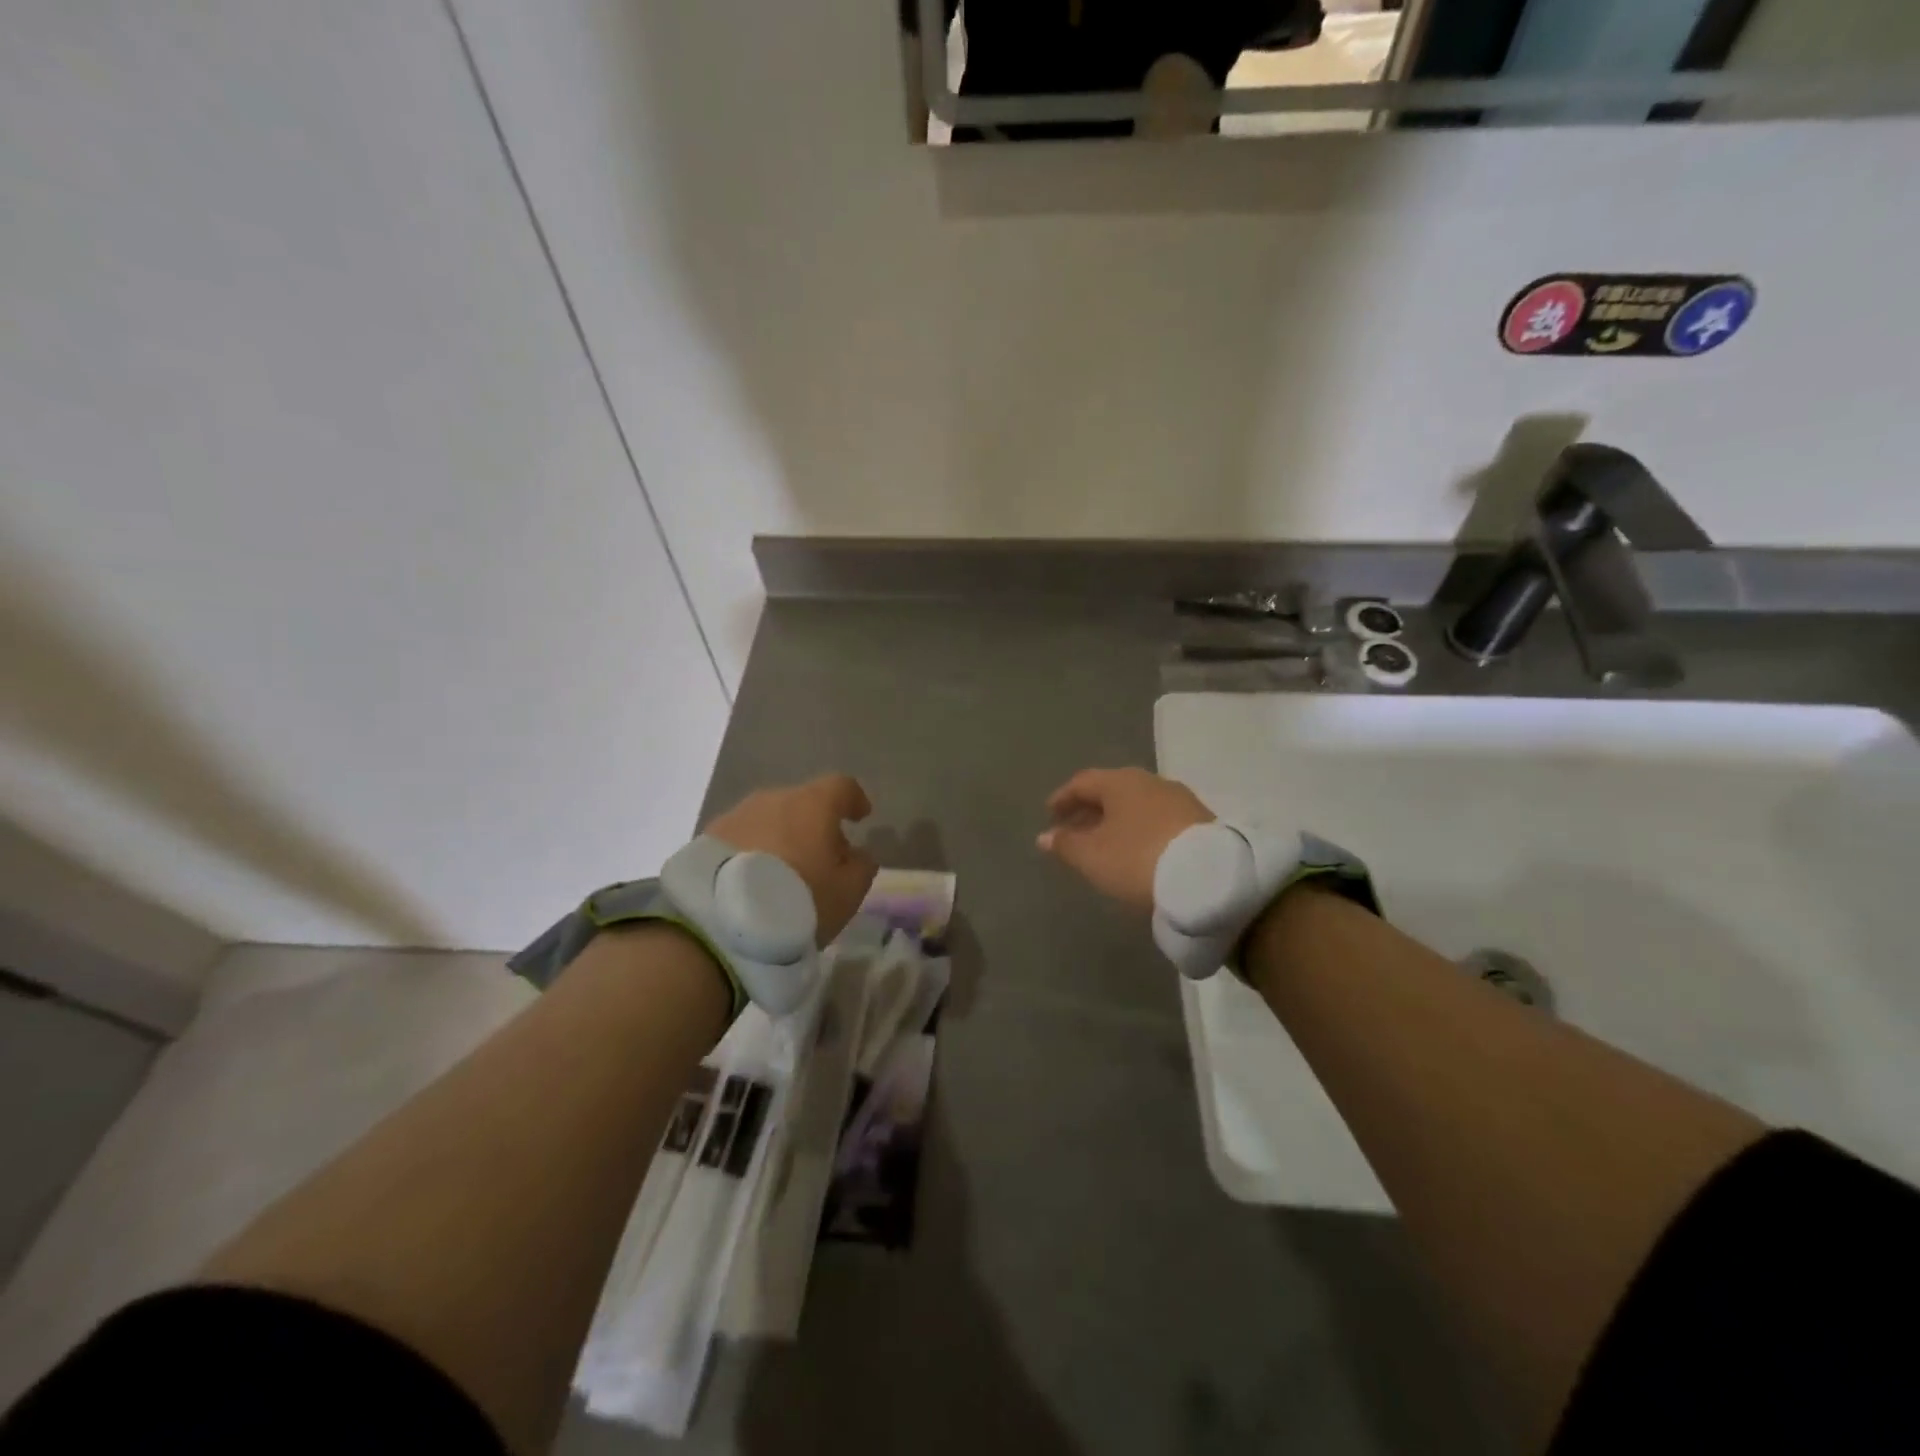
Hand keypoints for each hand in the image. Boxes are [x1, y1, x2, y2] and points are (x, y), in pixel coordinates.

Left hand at [706, 774, 877, 946]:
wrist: (720, 922)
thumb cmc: (799, 900)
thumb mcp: (847, 892)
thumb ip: (861, 867)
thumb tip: (857, 854)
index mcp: (812, 804)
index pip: (841, 786)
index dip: (854, 800)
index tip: (860, 816)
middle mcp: (773, 799)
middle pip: (803, 804)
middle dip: (815, 826)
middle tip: (822, 858)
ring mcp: (736, 815)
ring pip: (769, 820)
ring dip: (781, 838)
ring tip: (784, 873)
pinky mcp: (707, 838)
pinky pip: (742, 838)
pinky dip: (754, 852)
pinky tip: (754, 881)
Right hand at [1037, 767, 1213, 911]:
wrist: (1209, 877)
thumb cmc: (1138, 859)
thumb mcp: (1092, 856)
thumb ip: (1066, 844)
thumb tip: (1045, 836)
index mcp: (1120, 781)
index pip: (1083, 782)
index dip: (1063, 798)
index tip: (1050, 815)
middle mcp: (1150, 782)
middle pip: (1112, 791)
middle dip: (1090, 810)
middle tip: (1074, 831)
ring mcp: (1179, 799)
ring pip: (1137, 805)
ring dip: (1116, 821)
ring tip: (1105, 844)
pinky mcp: (1200, 821)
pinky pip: (1158, 819)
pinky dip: (1140, 830)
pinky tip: (1137, 850)